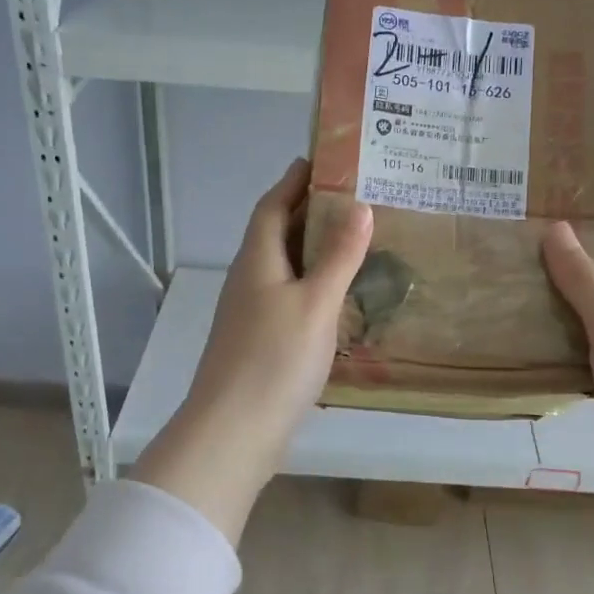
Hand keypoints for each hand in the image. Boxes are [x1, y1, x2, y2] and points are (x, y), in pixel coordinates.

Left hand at [133, 159, 372, 540]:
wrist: (234, 433)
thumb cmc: (275, 360)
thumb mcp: (316, 303)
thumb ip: (338, 256)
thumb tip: (360, 206)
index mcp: (257, 261)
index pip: (272, 206)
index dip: (293, 181)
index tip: (321, 160)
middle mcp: (250, 281)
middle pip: (278, 235)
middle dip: (310, 213)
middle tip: (356, 201)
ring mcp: (252, 315)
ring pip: (286, 270)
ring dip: (315, 253)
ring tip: (356, 245)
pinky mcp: (260, 344)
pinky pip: (290, 300)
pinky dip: (314, 288)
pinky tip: (339, 301)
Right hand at [542, 213, 593, 497]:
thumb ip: (585, 280)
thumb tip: (556, 227)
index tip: (560, 191)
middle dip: (566, 250)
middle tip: (514, 233)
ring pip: (584, 310)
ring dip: (552, 294)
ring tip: (504, 274)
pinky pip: (576, 346)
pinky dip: (551, 336)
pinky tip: (516, 331)